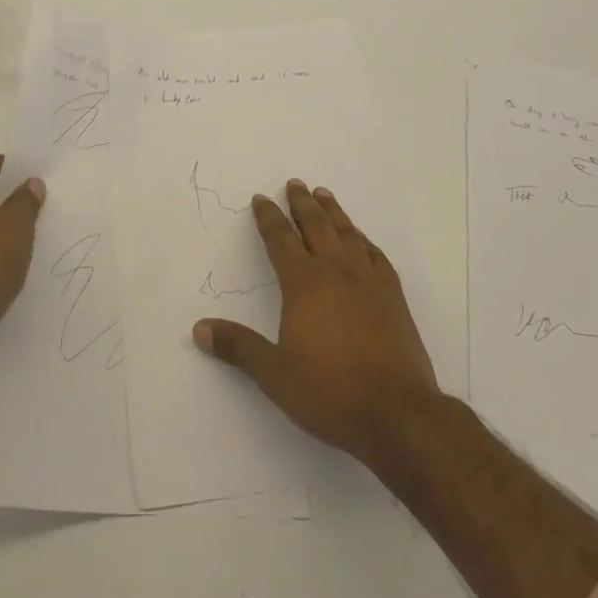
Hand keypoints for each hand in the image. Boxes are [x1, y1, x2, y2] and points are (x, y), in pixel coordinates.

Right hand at [194, 179, 438, 463]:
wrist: (398, 413)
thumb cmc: (330, 393)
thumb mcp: (275, 374)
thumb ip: (238, 347)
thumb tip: (199, 329)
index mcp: (304, 284)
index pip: (281, 240)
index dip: (268, 217)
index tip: (261, 199)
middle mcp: (336, 272)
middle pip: (316, 226)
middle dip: (302, 203)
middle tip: (295, 183)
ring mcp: (369, 282)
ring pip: (347, 234)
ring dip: (333, 212)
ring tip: (324, 194)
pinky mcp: (394, 297)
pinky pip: (376, 256)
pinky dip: (364, 240)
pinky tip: (362, 240)